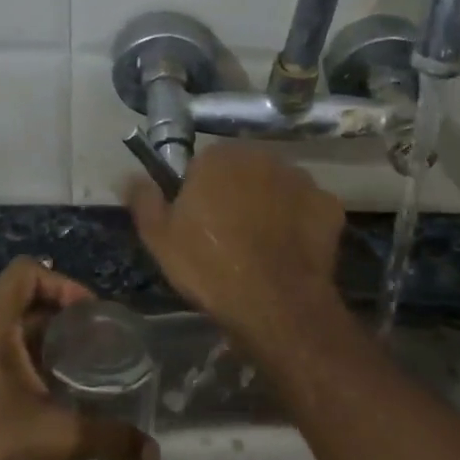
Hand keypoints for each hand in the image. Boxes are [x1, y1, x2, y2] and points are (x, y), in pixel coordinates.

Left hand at [0, 257, 158, 459]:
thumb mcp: (59, 438)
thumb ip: (111, 438)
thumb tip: (153, 453)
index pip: (25, 272)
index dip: (62, 283)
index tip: (91, 315)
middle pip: (19, 299)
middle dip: (60, 314)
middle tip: (95, 340)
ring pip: (6, 328)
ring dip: (43, 338)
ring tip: (78, 364)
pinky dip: (24, 358)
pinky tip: (49, 390)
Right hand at [125, 146, 345, 345]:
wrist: (274, 302)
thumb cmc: (209, 266)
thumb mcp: (159, 238)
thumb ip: (143, 199)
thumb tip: (129, 176)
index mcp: (220, 157)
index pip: (203, 164)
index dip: (198, 193)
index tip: (196, 223)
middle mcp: (264, 157)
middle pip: (243, 172)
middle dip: (236, 195)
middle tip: (226, 236)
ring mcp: (302, 180)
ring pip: (277, 188)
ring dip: (268, 206)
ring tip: (260, 247)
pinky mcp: (329, 206)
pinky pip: (307, 210)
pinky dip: (299, 224)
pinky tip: (288, 252)